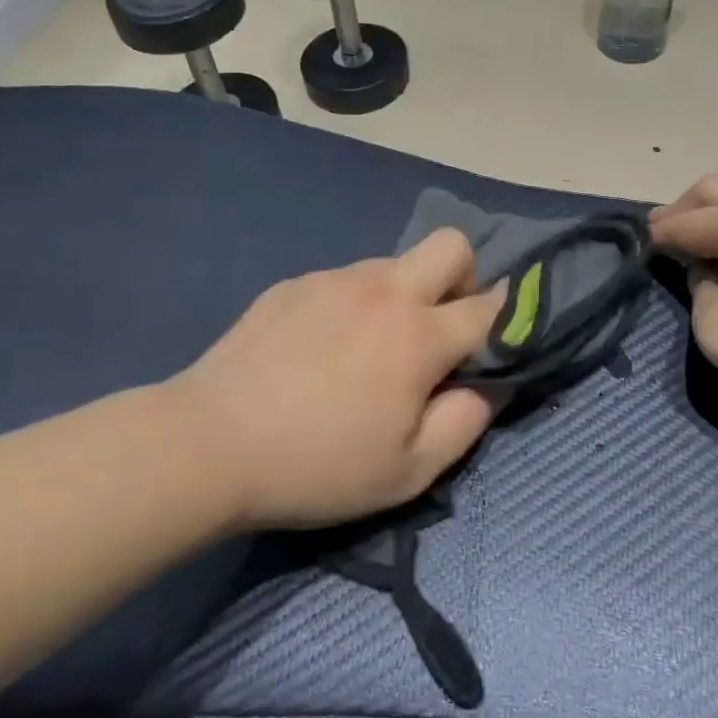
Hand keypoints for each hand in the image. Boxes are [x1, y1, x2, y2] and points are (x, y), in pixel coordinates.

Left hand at [168, 231, 504, 528]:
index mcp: (419, 335)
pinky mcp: (294, 283)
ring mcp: (334, 280)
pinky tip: (316, 350)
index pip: (489, 306)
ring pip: (393, 264)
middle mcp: (384, 291)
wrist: (210, 443)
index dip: (507, 317)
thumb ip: (464, 424)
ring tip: (364, 349)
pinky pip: (343, 281)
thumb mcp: (407, 473)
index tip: (498, 337)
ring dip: (401, 296)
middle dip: (463, 277)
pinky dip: (351, 305)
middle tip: (437, 330)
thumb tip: (485, 387)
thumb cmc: (317, 465)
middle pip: (451, 245)